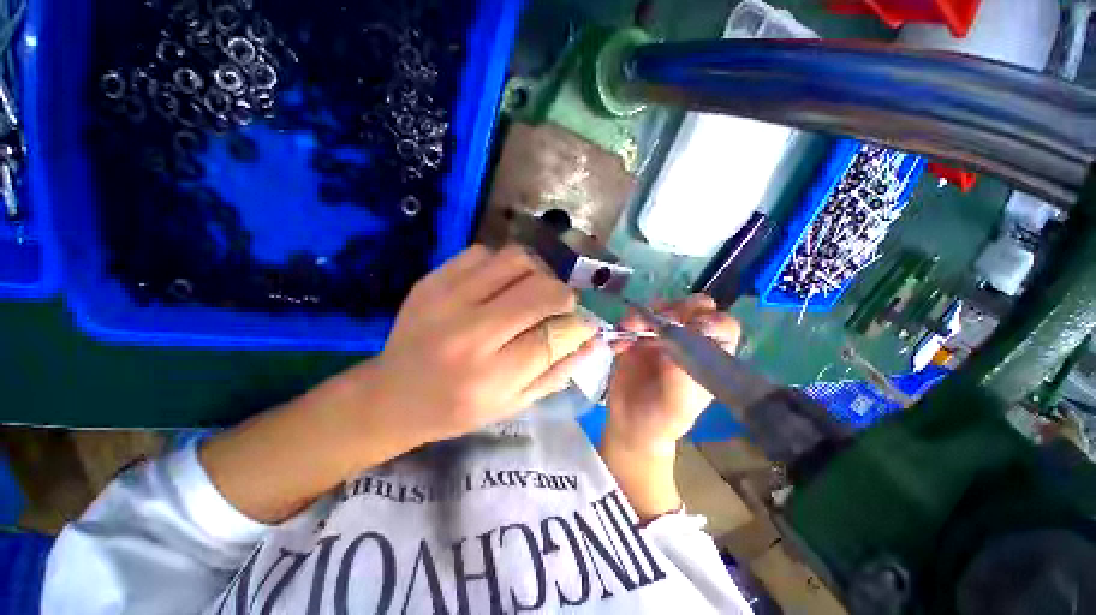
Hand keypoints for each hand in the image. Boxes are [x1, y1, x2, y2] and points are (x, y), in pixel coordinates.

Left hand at [370, 244, 596, 446]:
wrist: (391, 395)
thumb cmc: (456, 409)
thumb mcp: (512, 405)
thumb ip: (557, 372)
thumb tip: (594, 340)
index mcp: (490, 376)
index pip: (553, 336)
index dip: (580, 326)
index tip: (586, 324)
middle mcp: (469, 333)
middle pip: (540, 290)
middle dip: (564, 295)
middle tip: (562, 305)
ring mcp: (447, 298)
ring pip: (517, 260)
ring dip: (538, 272)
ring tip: (534, 290)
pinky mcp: (433, 278)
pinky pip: (485, 253)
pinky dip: (504, 265)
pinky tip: (501, 284)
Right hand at [606, 294, 739, 454]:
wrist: (631, 421)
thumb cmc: (664, 416)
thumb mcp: (682, 399)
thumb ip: (685, 369)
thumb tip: (683, 335)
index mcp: (711, 354)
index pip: (721, 325)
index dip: (709, 321)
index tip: (690, 328)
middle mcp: (690, 338)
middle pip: (693, 306)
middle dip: (675, 309)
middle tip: (656, 323)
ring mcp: (663, 333)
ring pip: (661, 306)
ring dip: (643, 314)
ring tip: (629, 329)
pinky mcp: (638, 333)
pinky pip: (633, 316)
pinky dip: (624, 325)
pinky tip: (619, 345)